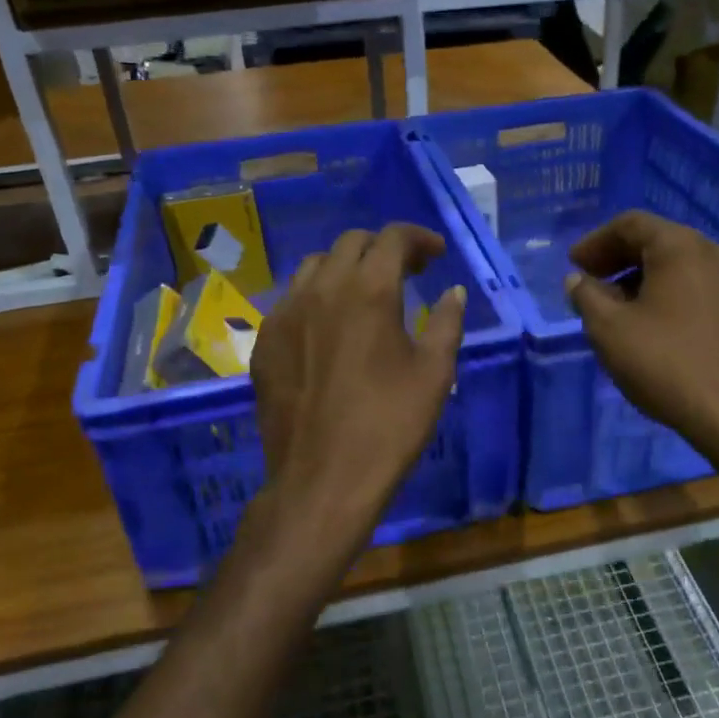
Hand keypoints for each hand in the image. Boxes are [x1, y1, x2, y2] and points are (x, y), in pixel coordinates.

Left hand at [249, 224, 465, 564]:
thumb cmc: (389, 425)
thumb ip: (447, 323)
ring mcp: (285, 313)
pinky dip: (317, 297)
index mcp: (369, 289)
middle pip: (351, 243)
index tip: (436, 254)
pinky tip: (329, 327)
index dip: (419, 237)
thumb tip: (453, 293)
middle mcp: (322, 288)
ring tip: (365, 293)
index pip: (393, 238)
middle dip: (383, 248)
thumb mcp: (434, 374)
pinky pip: (291, 300)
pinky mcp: (265, 341)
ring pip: (314, 266)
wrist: (322, 479)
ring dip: (345, 267)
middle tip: (407, 272)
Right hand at [565, 211, 718, 453]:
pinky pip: (703, 290)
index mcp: (681, 247)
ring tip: (620, 309)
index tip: (574, 265)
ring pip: (683, 267)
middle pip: (659, 242)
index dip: (596, 241)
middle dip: (620, 259)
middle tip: (591, 283)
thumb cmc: (665, 364)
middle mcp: (716, 253)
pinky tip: (659, 328)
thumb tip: (578, 280)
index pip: (631, 224)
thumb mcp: (609, 329)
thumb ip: (586, 296)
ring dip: (646, 280)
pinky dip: (674, 297)